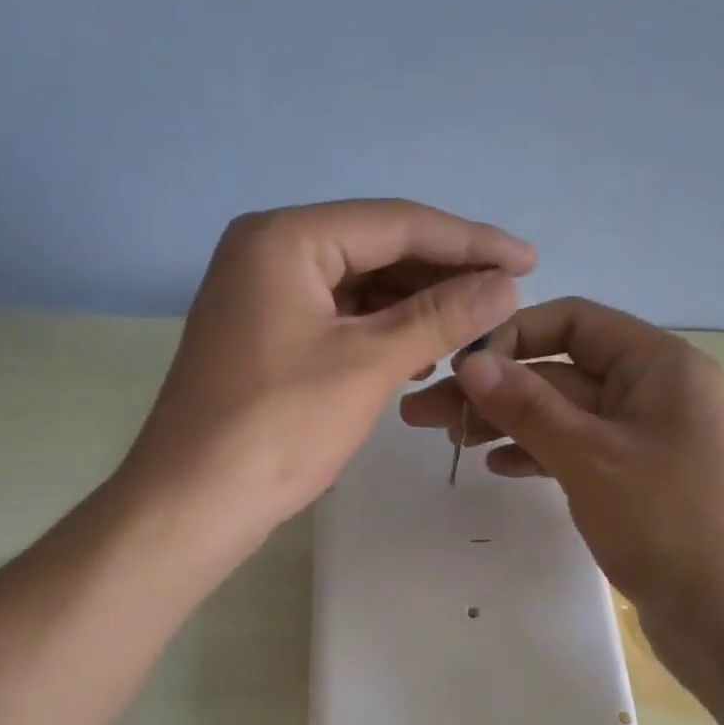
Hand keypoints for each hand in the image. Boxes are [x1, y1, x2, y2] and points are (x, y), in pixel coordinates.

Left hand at [120, 199, 533, 552]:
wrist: (193, 502)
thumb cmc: (280, 427)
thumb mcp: (368, 365)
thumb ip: (440, 317)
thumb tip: (506, 283)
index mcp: (286, 238)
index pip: (396, 223)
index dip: (470, 241)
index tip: (530, 259)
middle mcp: (268, 251)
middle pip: (376, 248)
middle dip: (443, 274)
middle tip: (506, 296)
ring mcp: (262, 295)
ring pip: (358, 285)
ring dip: (415, 306)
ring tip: (472, 328)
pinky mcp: (265, 335)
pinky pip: (338, 317)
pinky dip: (381, 331)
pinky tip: (419, 353)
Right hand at [398, 297, 723, 658]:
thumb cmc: (672, 526)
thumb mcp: (592, 458)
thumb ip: (529, 406)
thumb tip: (471, 361)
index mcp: (659, 365)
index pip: (574, 321)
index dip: (513, 337)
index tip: (459, 371)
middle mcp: (655, 392)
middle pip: (562, 371)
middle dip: (495, 389)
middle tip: (424, 412)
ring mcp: (647, 441)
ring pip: (565, 416)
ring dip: (508, 422)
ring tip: (450, 439)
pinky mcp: (638, 483)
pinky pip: (579, 452)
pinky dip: (539, 454)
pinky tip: (499, 466)